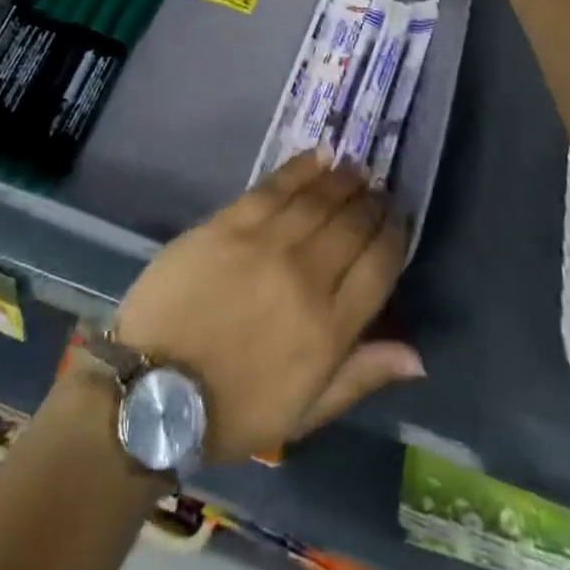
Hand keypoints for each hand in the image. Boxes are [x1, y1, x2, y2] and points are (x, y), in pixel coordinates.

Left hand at [114, 152, 423, 462]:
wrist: (152, 388)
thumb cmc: (233, 409)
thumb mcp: (305, 412)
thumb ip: (361, 376)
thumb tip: (417, 355)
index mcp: (328, 329)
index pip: (379, 266)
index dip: (395, 237)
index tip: (399, 220)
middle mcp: (304, 276)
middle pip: (351, 225)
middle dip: (371, 204)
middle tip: (378, 191)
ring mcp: (264, 243)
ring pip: (318, 198)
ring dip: (343, 179)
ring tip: (355, 170)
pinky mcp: (229, 222)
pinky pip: (275, 185)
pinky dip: (302, 168)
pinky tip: (319, 157)